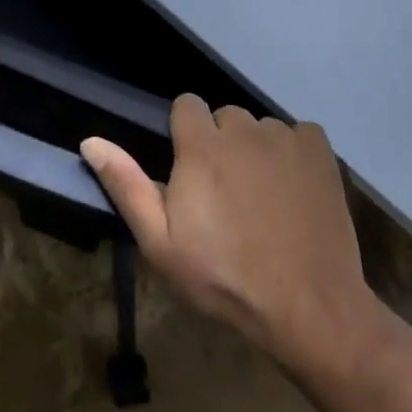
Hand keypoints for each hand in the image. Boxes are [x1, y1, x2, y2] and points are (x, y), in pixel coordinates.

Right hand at [81, 96, 376, 371]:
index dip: (185, 134)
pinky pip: (299, 134)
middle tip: (225, 193)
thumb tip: (91, 141)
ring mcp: (285, 138)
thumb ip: (126, 185)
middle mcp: (243, 129)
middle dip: (220, 143)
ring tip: (263, 198)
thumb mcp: (161, 243)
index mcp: (201, 145)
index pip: (186, 104)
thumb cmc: (224, 278)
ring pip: (261, 127)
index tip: (189, 170)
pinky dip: (294, 153)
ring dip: (256, 150)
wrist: (308, 307)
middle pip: (224, 116)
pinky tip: (295, 189)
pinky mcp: (320, 152)